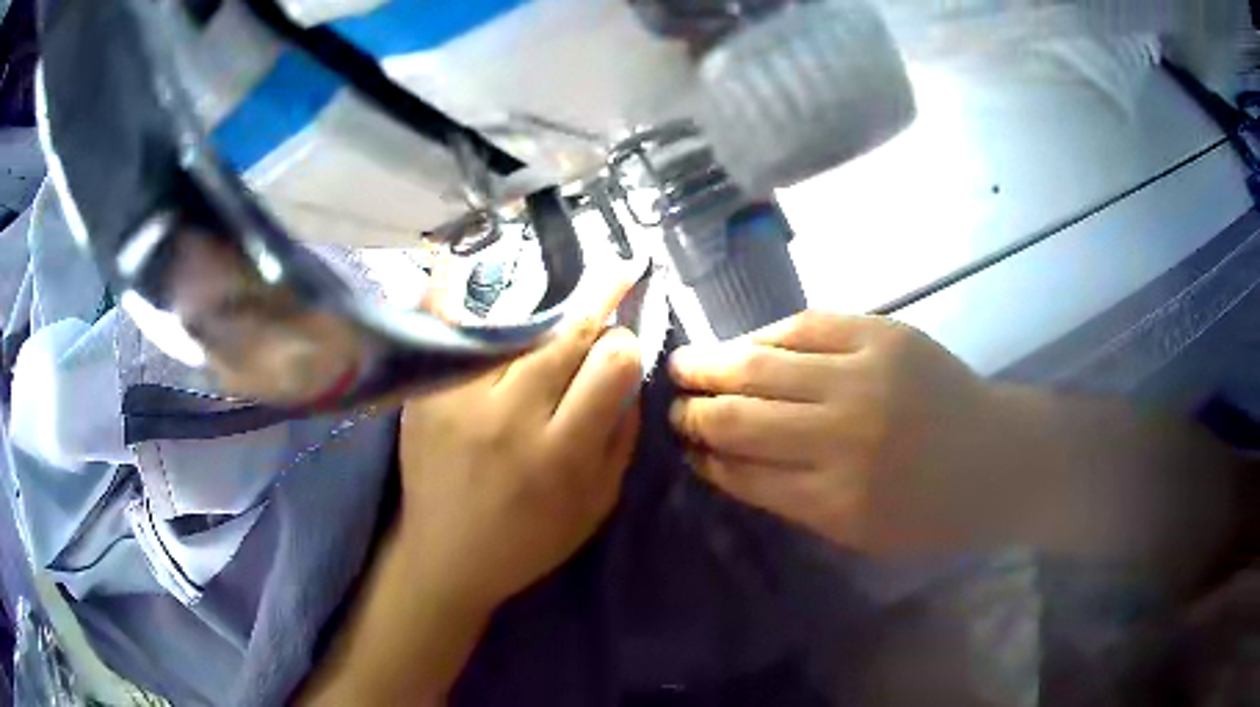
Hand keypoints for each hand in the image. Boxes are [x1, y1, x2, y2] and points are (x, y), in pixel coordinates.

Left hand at [399, 286, 642, 608]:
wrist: (446, 557)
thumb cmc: (530, 539)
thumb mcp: (598, 503)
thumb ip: (621, 435)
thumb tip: (631, 370)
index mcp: (562, 453)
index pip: (612, 366)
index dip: (627, 342)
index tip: (625, 339)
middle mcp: (510, 416)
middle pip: (566, 335)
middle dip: (601, 297)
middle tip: (619, 270)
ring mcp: (461, 399)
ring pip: (514, 327)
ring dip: (545, 307)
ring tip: (560, 288)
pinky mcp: (427, 394)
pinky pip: (444, 329)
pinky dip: (448, 291)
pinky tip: (454, 257)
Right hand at [669, 311, 1000, 555]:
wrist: (1001, 457)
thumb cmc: (932, 510)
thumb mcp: (860, 532)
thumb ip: (792, 500)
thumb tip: (726, 464)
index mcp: (835, 500)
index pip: (741, 472)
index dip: (704, 457)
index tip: (682, 447)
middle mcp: (842, 436)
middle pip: (739, 417)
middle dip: (693, 412)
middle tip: (671, 405)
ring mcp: (863, 376)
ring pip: (760, 365)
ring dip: (710, 364)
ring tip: (683, 365)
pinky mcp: (882, 334)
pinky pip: (804, 325)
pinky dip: (765, 335)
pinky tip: (745, 343)